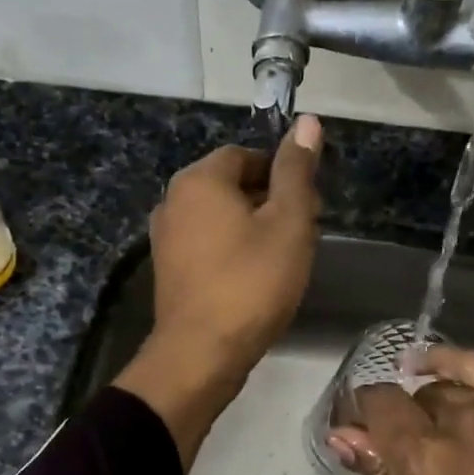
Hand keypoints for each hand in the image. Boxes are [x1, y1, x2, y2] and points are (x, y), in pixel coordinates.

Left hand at [113, 116, 322, 465]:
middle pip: (230, 185)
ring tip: (280, 258)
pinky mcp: (167, 269)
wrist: (202, 353)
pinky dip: (230, 251)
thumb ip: (297, 170)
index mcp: (199, 179)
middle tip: (299, 234)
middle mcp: (173, 200)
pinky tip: (252, 278)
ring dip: (250, 228)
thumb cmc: (252, 282)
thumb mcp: (288, 222)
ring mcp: (165, 237)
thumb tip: (308, 121)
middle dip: (267, 201)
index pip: (246, 155)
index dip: (280, 174)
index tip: (306, 204)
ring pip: (218, 217)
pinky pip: (205, 244)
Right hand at [328, 346, 473, 474]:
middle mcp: (457, 419)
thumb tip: (344, 437)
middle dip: (392, 423)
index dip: (356, 417)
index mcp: (422, 458)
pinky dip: (449, 362)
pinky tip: (431, 368)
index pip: (374, 406)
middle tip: (396, 457)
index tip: (354, 438)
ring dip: (424, 409)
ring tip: (426, 435)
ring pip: (441, 388)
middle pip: (407, 399)